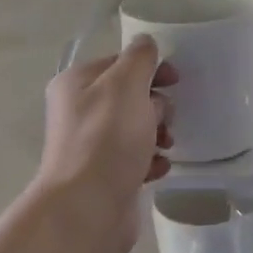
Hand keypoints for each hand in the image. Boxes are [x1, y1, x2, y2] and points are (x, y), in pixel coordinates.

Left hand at [34, 37, 176, 252]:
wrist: (88, 208)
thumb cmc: (107, 139)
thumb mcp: (125, 85)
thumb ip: (139, 59)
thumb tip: (146, 44)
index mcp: (77, 84)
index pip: (120, 62)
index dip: (150, 67)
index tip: (175, 79)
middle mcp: (80, 112)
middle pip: (130, 96)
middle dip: (156, 105)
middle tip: (163, 119)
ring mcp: (91, 146)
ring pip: (136, 129)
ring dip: (158, 134)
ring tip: (165, 146)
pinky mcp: (106, 176)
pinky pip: (136, 159)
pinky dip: (151, 161)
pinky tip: (158, 168)